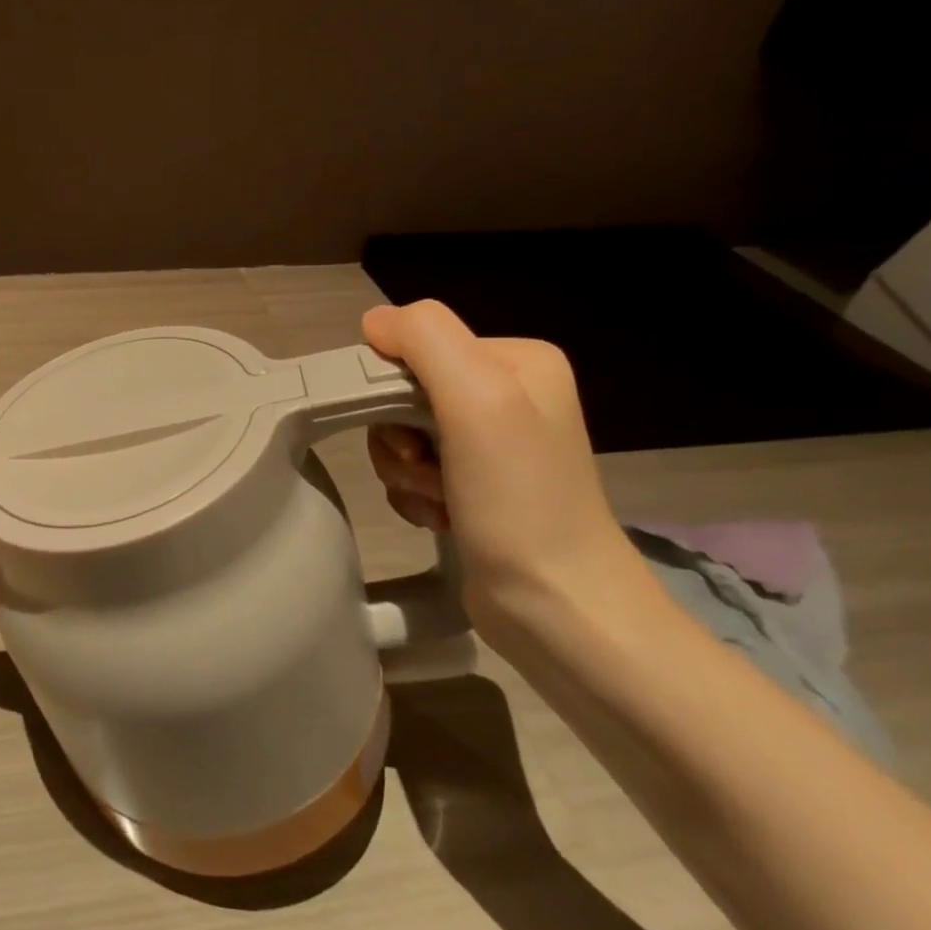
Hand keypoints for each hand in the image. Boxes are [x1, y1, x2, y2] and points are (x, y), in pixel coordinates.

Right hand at [361, 300, 656, 637]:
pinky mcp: (475, 485)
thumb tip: (373, 322)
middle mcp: (507, 394)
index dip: (393, 387)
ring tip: (438, 500)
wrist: (557, 606)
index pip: (416, 344)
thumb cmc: (518, 499)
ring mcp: (491, 443)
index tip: (414, 433)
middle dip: (399, 436)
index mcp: (516, 360)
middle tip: (425, 470)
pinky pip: (412, 469)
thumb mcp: (478, 398)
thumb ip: (425, 339)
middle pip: (403, 391)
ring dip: (404, 470)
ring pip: (400, 434)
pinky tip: (441, 517)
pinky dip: (414, 494)